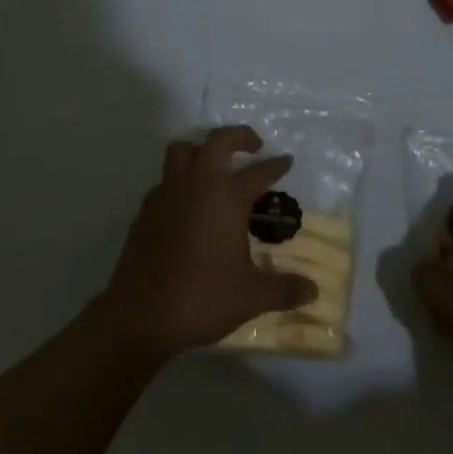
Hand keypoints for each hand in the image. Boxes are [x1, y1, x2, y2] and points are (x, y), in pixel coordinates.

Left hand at [96, 126, 317, 362]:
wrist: (139, 316)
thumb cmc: (201, 298)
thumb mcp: (251, 296)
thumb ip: (284, 289)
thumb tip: (313, 291)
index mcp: (227, 196)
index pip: (258, 172)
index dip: (275, 166)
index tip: (286, 161)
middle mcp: (197, 184)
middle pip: (218, 141)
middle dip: (238, 137)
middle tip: (253, 147)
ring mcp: (167, 194)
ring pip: (182, 151)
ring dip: (200, 151)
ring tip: (213, 167)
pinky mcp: (145, 211)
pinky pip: (164, 182)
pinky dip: (178, 183)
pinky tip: (185, 206)